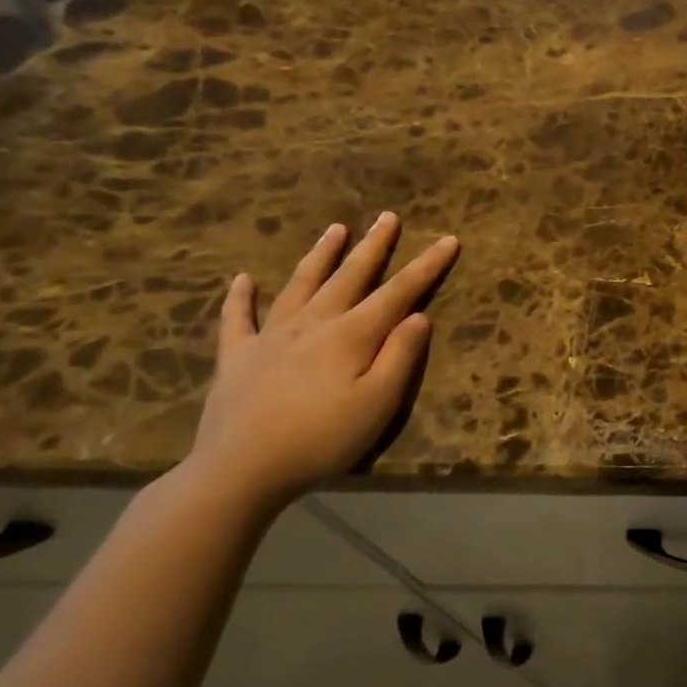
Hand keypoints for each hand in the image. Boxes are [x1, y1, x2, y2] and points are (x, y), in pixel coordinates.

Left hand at [187, 212, 460, 512]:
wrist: (240, 470)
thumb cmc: (322, 439)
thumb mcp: (379, 403)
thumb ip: (401, 356)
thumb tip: (419, 316)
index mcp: (352, 335)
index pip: (399, 292)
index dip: (427, 266)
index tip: (449, 239)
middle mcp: (314, 324)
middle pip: (350, 276)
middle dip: (374, 246)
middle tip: (388, 217)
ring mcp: (271, 337)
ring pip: (301, 284)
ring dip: (321, 255)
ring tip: (336, 229)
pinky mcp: (237, 357)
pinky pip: (238, 318)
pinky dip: (241, 297)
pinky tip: (244, 279)